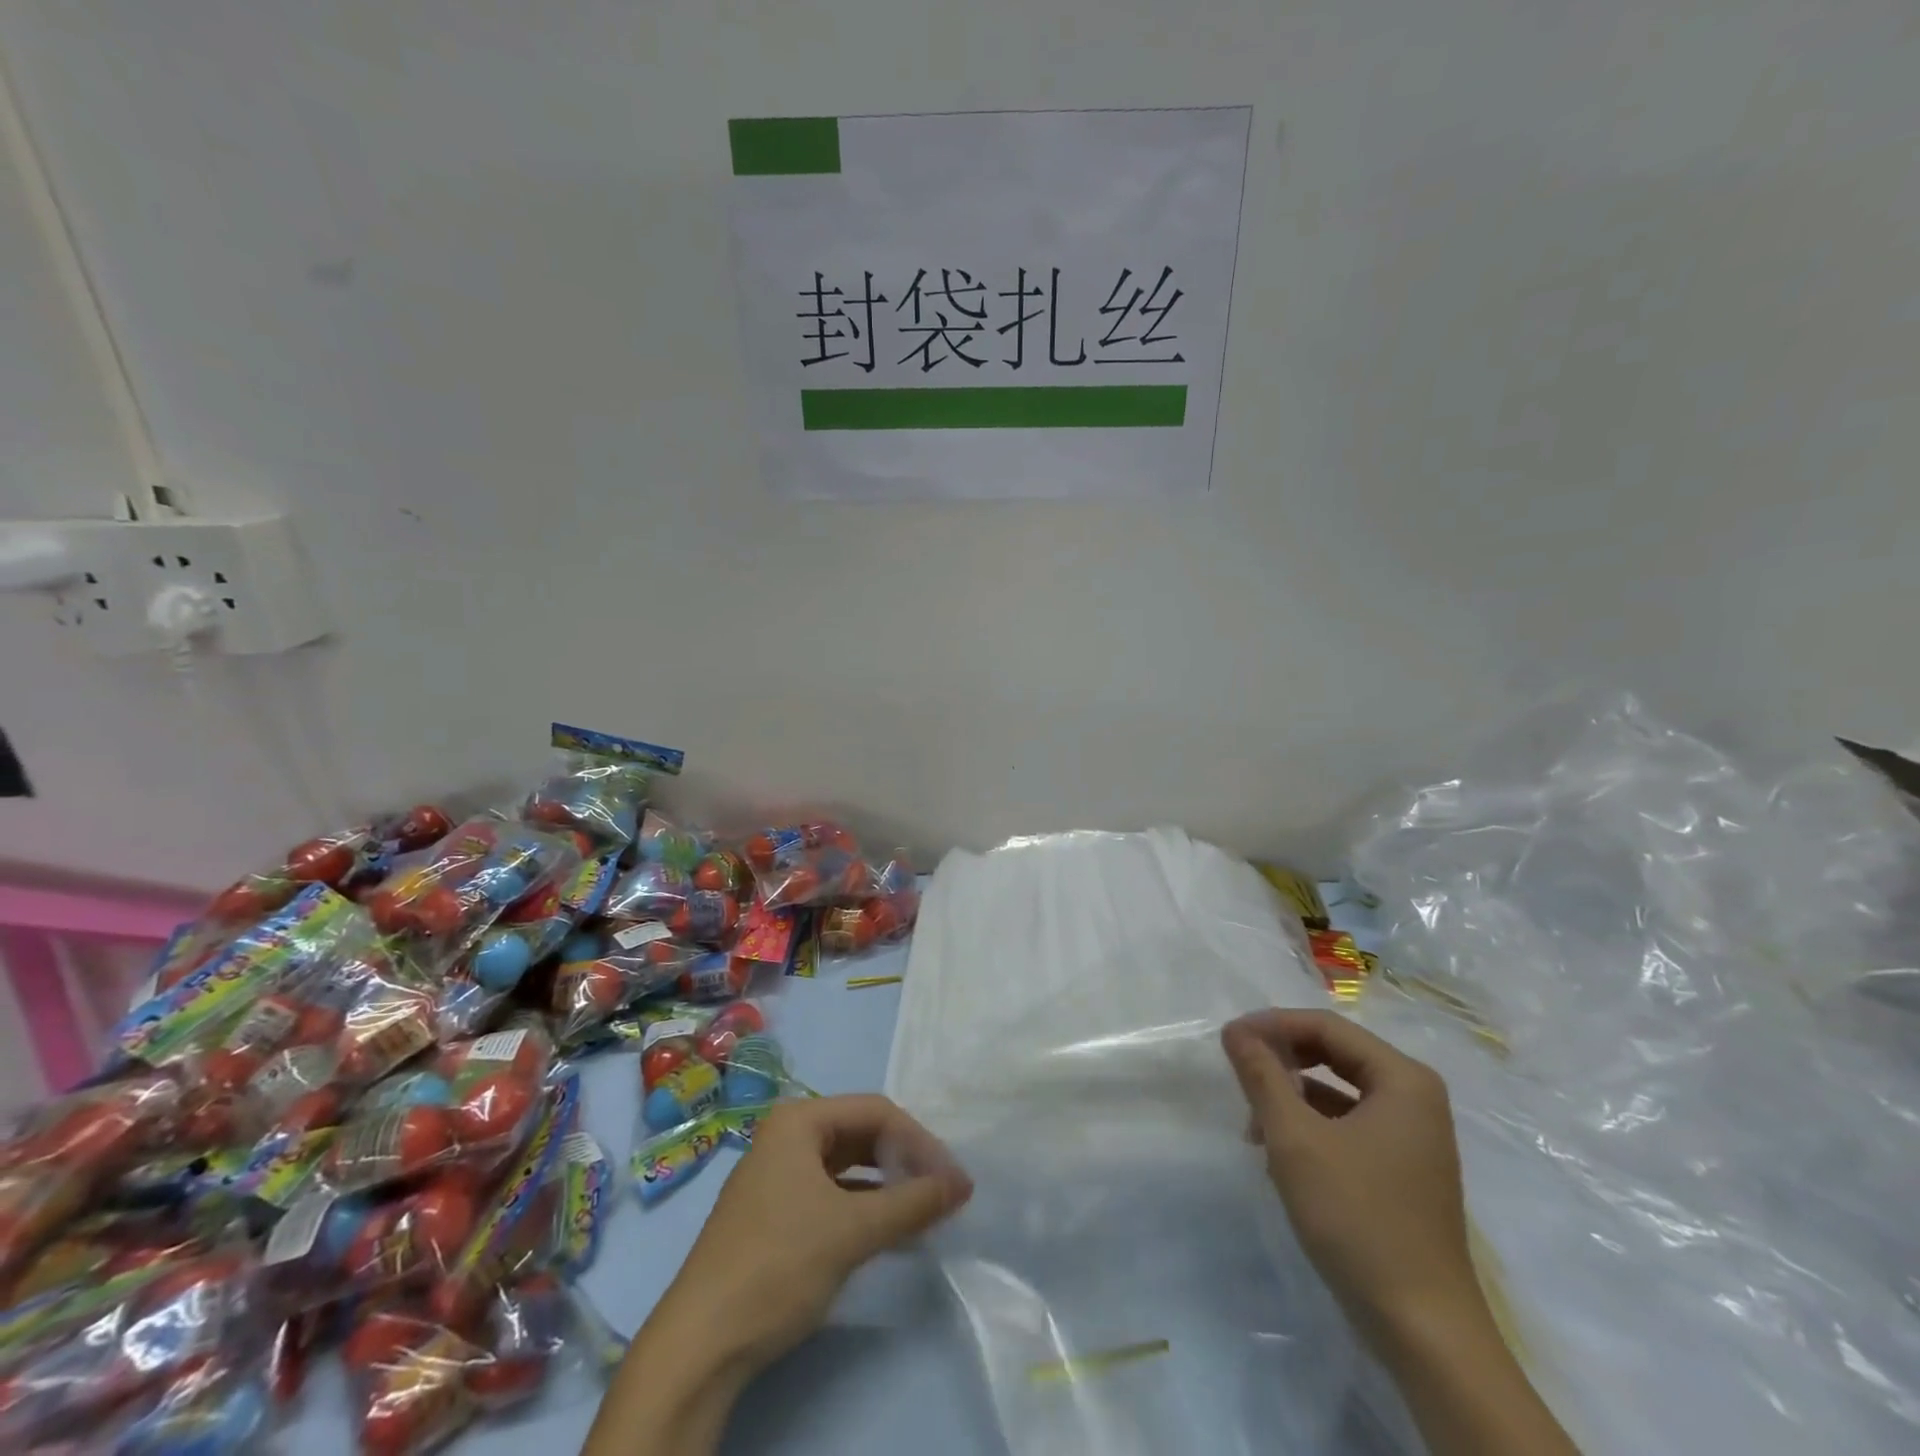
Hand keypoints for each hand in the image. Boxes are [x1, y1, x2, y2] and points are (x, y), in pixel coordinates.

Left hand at [668, 1093, 973, 1370]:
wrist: (700, 1345)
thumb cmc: (779, 1265)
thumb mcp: (853, 1231)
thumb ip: (912, 1203)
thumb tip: (962, 1183)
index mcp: (799, 1120)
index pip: (876, 1111)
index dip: (920, 1141)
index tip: (952, 1178)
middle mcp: (787, 1135)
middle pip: (861, 1133)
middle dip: (904, 1160)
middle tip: (942, 1192)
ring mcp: (777, 1173)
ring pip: (848, 1165)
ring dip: (887, 1185)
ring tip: (923, 1211)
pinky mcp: (774, 1211)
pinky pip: (831, 1192)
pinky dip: (863, 1206)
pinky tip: (889, 1231)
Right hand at [1221, 1009, 1477, 1343]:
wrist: (1423, 1330)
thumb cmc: (1358, 1218)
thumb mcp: (1295, 1139)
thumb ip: (1262, 1076)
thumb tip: (1235, 1030)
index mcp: (1403, 1079)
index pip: (1326, 1026)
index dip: (1273, 1025)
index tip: (1228, 1040)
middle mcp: (1416, 1097)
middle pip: (1335, 1053)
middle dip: (1283, 1061)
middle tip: (1239, 1075)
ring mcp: (1413, 1136)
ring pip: (1339, 1090)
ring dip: (1292, 1096)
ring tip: (1253, 1125)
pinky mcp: (1404, 1168)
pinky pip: (1349, 1123)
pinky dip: (1311, 1126)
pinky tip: (1280, 1154)